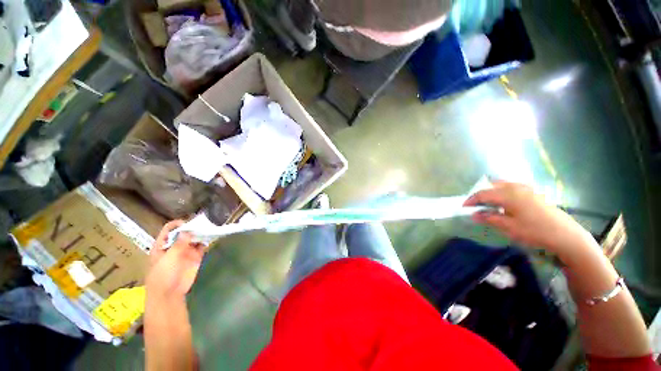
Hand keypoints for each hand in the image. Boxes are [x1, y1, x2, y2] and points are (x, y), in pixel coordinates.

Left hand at [146, 221, 204, 300]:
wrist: (170, 293)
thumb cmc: (163, 275)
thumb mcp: (168, 258)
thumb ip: (178, 244)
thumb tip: (187, 230)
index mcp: (163, 245)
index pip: (169, 230)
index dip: (177, 224)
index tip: (188, 223)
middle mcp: (174, 246)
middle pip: (184, 232)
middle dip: (192, 227)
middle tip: (203, 223)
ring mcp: (185, 251)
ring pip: (194, 238)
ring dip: (201, 233)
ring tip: (210, 227)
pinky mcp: (195, 256)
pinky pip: (201, 246)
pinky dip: (206, 240)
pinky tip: (211, 236)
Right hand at [463, 182, 592, 253]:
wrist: (565, 235)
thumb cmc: (535, 231)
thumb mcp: (509, 227)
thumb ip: (489, 218)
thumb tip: (473, 214)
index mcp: (508, 194)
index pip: (482, 193)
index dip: (471, 200)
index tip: (463, 208)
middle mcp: (516, 187)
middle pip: (491, 186)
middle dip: (481, 194)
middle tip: (476, 206)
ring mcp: (526, 189)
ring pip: (502, 185)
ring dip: (492, 193)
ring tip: (488, 204)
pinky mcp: (533, 193)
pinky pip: (512, 188)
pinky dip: (503, 193)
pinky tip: (505, 203)